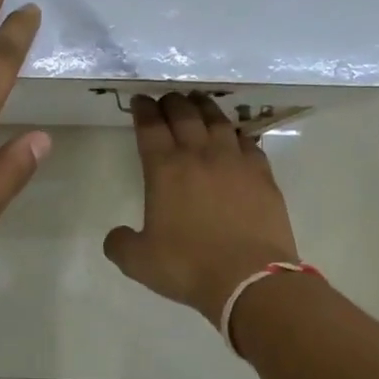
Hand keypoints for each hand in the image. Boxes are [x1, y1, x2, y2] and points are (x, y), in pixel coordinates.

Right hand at [103, 93, 299, 321]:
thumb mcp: (139, 262)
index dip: (143, 109)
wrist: (250, 279)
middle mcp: (199, 155)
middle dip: (172, 102)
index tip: (140, 100)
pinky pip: (247, 141)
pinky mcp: (262, 173)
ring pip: (217, 120)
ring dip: (204, 107)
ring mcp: (234, 161)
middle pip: (184, 114)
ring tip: (198, 102)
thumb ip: (120, 244)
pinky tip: (234, 136)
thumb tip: (116, 235)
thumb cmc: (189, 266)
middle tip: (167, 99)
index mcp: (165, 169)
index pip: (150, 127)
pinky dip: (235, 133)